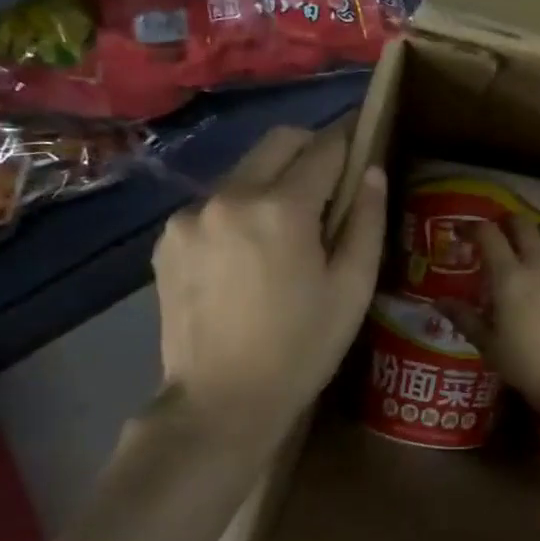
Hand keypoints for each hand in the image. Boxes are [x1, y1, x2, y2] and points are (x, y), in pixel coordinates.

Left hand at [151, 124, 385, 456]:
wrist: (220, 402)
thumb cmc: (302, 347)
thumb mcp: (352, 288)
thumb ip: (366, 220)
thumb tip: (371, 170)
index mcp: (281, 208)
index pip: (324, 148)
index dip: (350, 139)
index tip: (363, 138)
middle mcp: (229, 196)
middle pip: (278, 141)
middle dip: (311, 147)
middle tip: (331, 181)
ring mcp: (191, 215)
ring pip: (244, 170)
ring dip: (273, 181)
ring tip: (287, 228)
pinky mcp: (168, 238)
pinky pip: (215, 203)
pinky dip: (239, 210)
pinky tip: (247, 253)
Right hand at [440, 218, 539, 426]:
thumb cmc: (530, 367)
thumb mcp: (490, 346)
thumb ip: (465, 318)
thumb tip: (439, 302)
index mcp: (509, 277)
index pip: (488, 234)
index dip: (471, 227)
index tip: (462, 233)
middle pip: (522, 223)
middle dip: (506, 224)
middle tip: (499, 238)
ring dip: (538, 230)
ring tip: (532, 245)